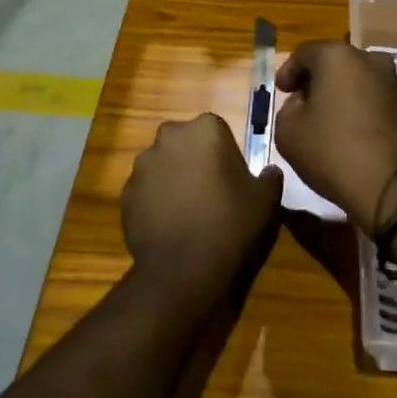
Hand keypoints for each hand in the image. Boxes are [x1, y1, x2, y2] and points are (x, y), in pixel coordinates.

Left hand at [122, 114, 281, 307]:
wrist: (182, 267)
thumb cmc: (229, 222)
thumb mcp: (264, 200)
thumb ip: (269, 178)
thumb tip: (271, 171)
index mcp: (205, 129)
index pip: (216, 130)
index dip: (225, 153)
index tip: (232, 178)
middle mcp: (169, 137)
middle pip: (185, 142)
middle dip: (195, 159)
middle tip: (211, 191)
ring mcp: (142, 164)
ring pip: (163, 164)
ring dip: (173, 178)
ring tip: (188, 211)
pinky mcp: (126, 192)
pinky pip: (146, 189)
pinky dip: (155, 200)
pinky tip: (169, 224)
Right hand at [274, 40, 396, 234]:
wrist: (392, 188)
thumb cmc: (333, 152)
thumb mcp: (288, 131)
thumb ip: (288, 107)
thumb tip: (303, 102)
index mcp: (337, 57)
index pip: (304, 53)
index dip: (288, 70)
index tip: (280, 91)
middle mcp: (369, 60)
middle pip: (334, 62)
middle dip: (315, 79)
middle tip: (300, 102)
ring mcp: (392, 83)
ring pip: (356, 79)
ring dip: (339, 93)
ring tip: (325, 119)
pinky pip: (373, 98)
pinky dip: (358, 107)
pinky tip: (348, 130)